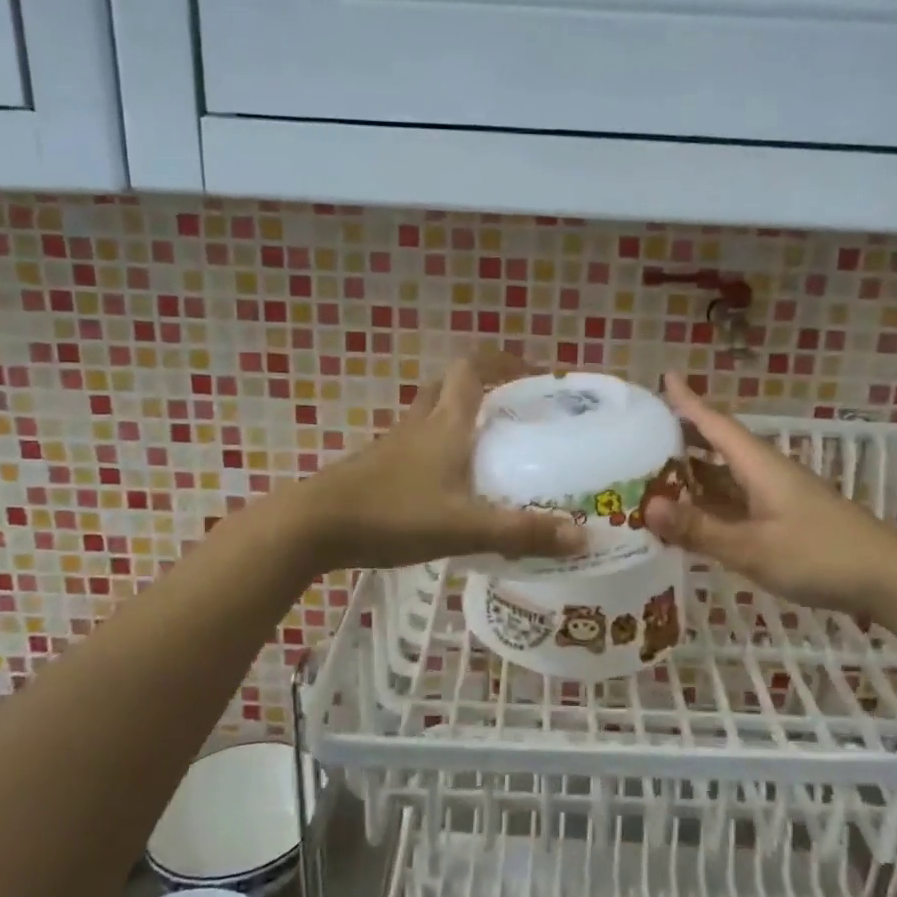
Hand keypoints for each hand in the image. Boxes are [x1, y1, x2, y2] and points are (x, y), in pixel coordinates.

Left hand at [287, 353, 587, 573]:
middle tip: (509, 412)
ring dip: (456, 422)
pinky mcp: (375, 470)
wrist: (313, 527)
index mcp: (446, 424)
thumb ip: (522, 532)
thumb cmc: (393, 515)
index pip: (471, 368)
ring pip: (429, 418)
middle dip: (479, 388)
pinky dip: (435, 454)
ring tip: (486, 452)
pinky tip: (447, 490)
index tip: (530, 373)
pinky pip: (413, 448)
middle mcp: (419, 425)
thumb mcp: (465, 526)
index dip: (501, 360)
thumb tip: (583, 536)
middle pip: (448, 387)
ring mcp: (392, 447)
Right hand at [644, 373, 896, 616]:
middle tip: (642, 433)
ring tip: (654, 473)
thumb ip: (700, 529)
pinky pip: (737, 503)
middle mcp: (765, 473)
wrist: (888, 579)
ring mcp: (777, 498)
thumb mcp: (752, 547)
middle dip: (683, 436)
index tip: (665, 377)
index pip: (715, 424)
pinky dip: (711, 504)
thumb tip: (647, 506)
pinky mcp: (785, 521)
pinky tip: (693, 517)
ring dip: (694, 474)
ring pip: (727, 477)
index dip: (689, 401)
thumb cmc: (819, 555)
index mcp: (759, 465)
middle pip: (718, 446)